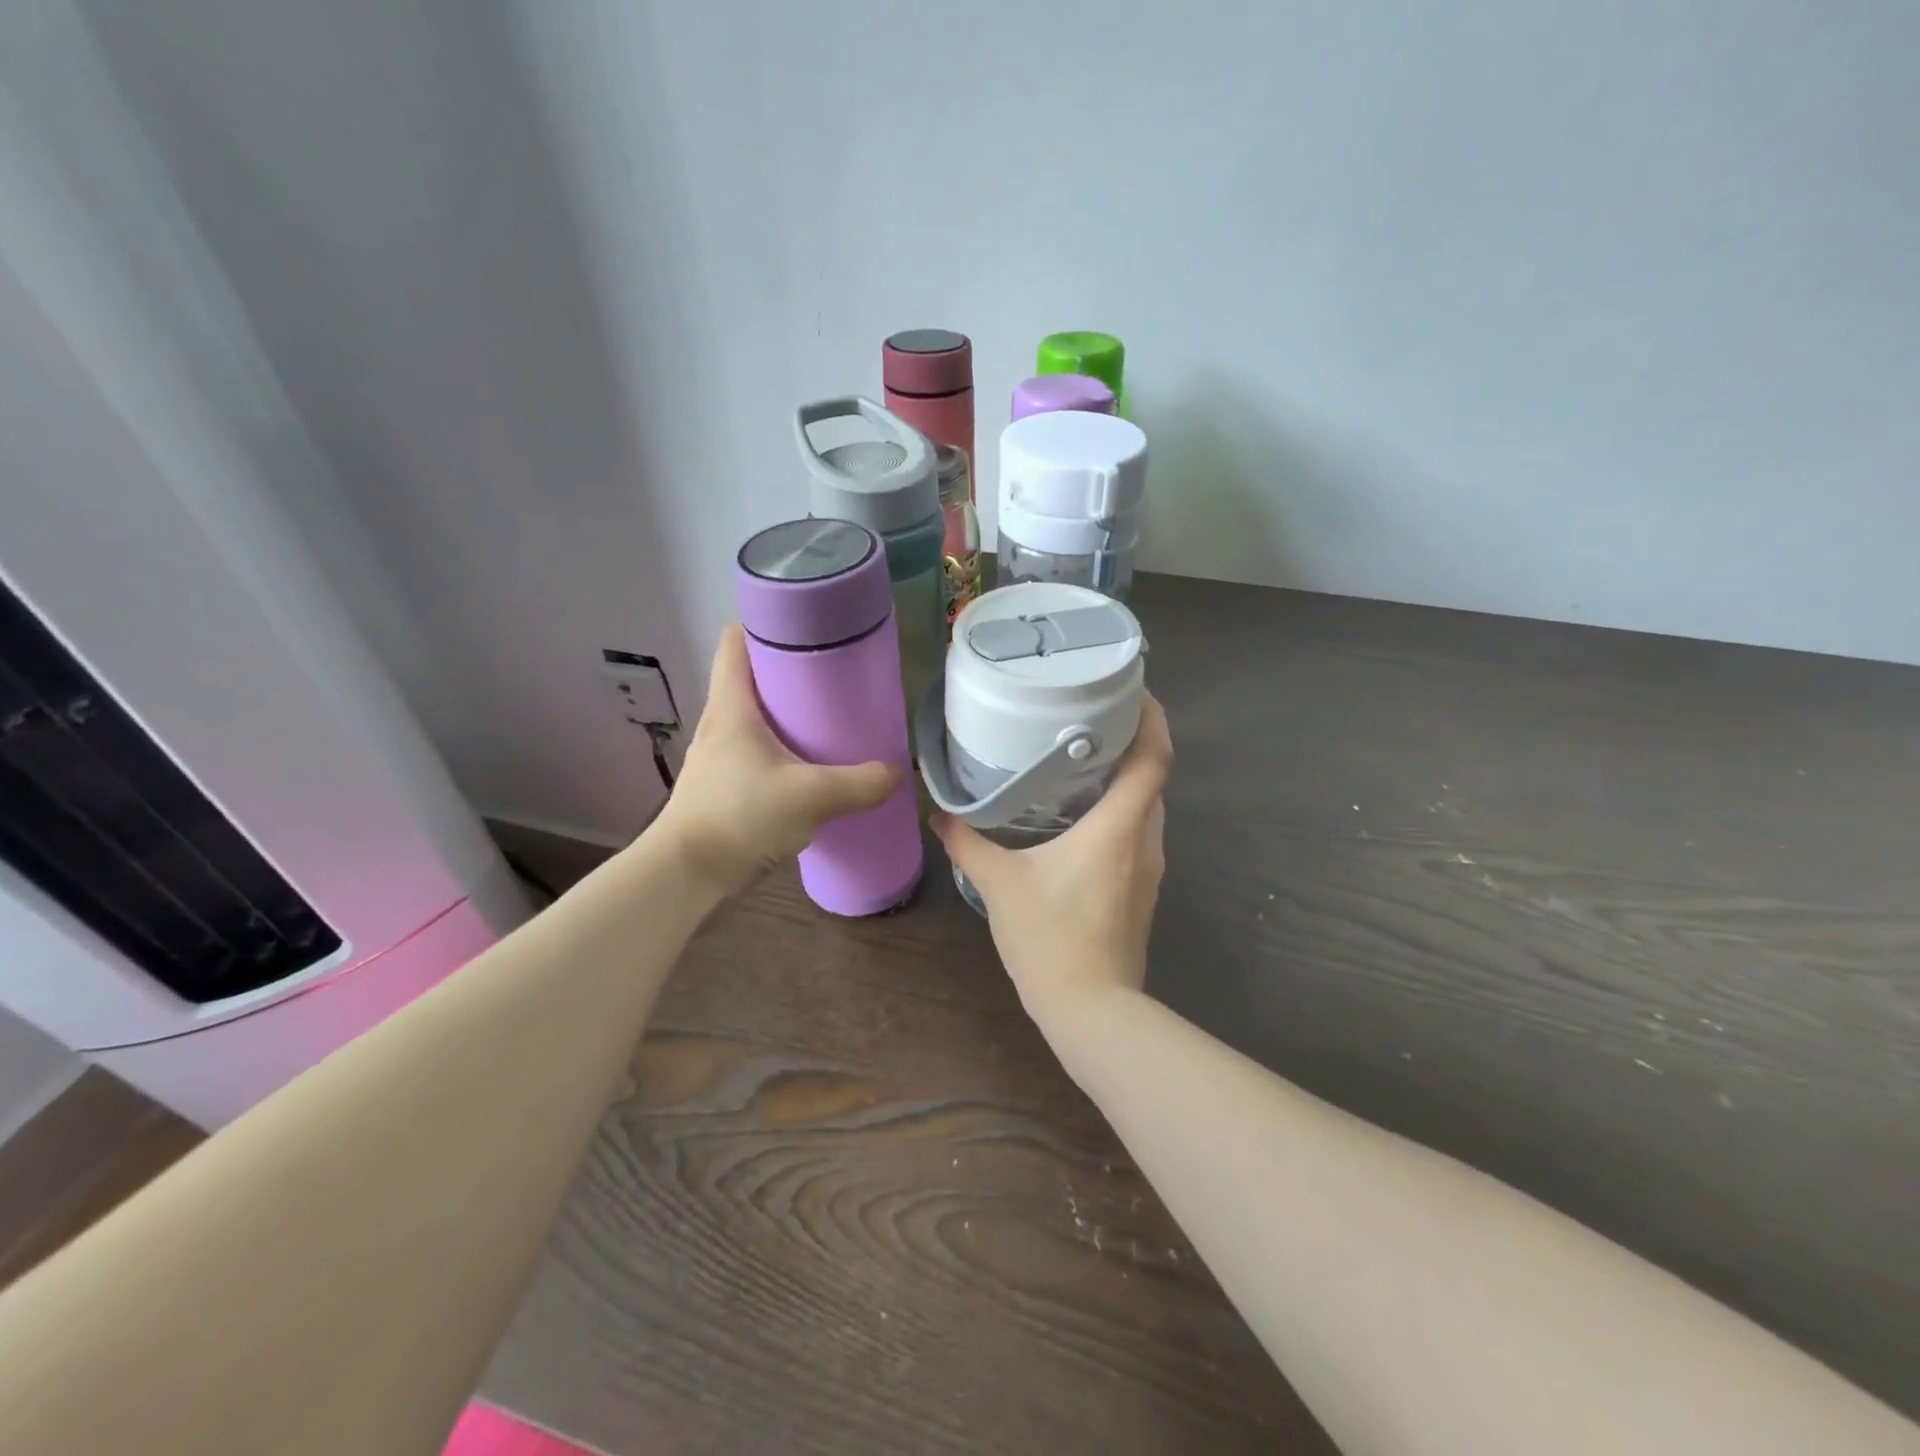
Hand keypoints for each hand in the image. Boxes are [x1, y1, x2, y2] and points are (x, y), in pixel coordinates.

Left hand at [652, 625, 900, 897]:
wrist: (687, 876)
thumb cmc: (741, 817)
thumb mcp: (812, 796)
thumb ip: (861, 783)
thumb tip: (898, 773)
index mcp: (732, 705)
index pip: (735, 640)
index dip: (765, 625)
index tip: (805, 629)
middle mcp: (720, 722)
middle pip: (751, 677)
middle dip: (790, 672)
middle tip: (834, 678)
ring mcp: (718, 756)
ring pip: (755, 718)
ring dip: (787, 715)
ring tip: (828, 722)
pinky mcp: (723, 786)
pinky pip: (756, 753)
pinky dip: (782, 751)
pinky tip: (810, 769)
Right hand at [931, 694, 1172, 1020]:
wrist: (1091, 1009)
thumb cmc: (1050, 937)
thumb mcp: (1000, 884)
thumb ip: (967, 843)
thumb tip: (939, 814)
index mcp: (1120, 826)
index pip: (1154, 757)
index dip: (1151, 717)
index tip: (1132, 688)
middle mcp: (1146, 839)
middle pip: (1153, 776)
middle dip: (1131, 742)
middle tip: (1090, 718)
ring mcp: (1149, 867)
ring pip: (1146, 807)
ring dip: (1124, 779)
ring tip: (1082, 759)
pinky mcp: (1143, 889)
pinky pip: (1138, 832)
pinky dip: (1119, 811)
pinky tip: (1081, 815)